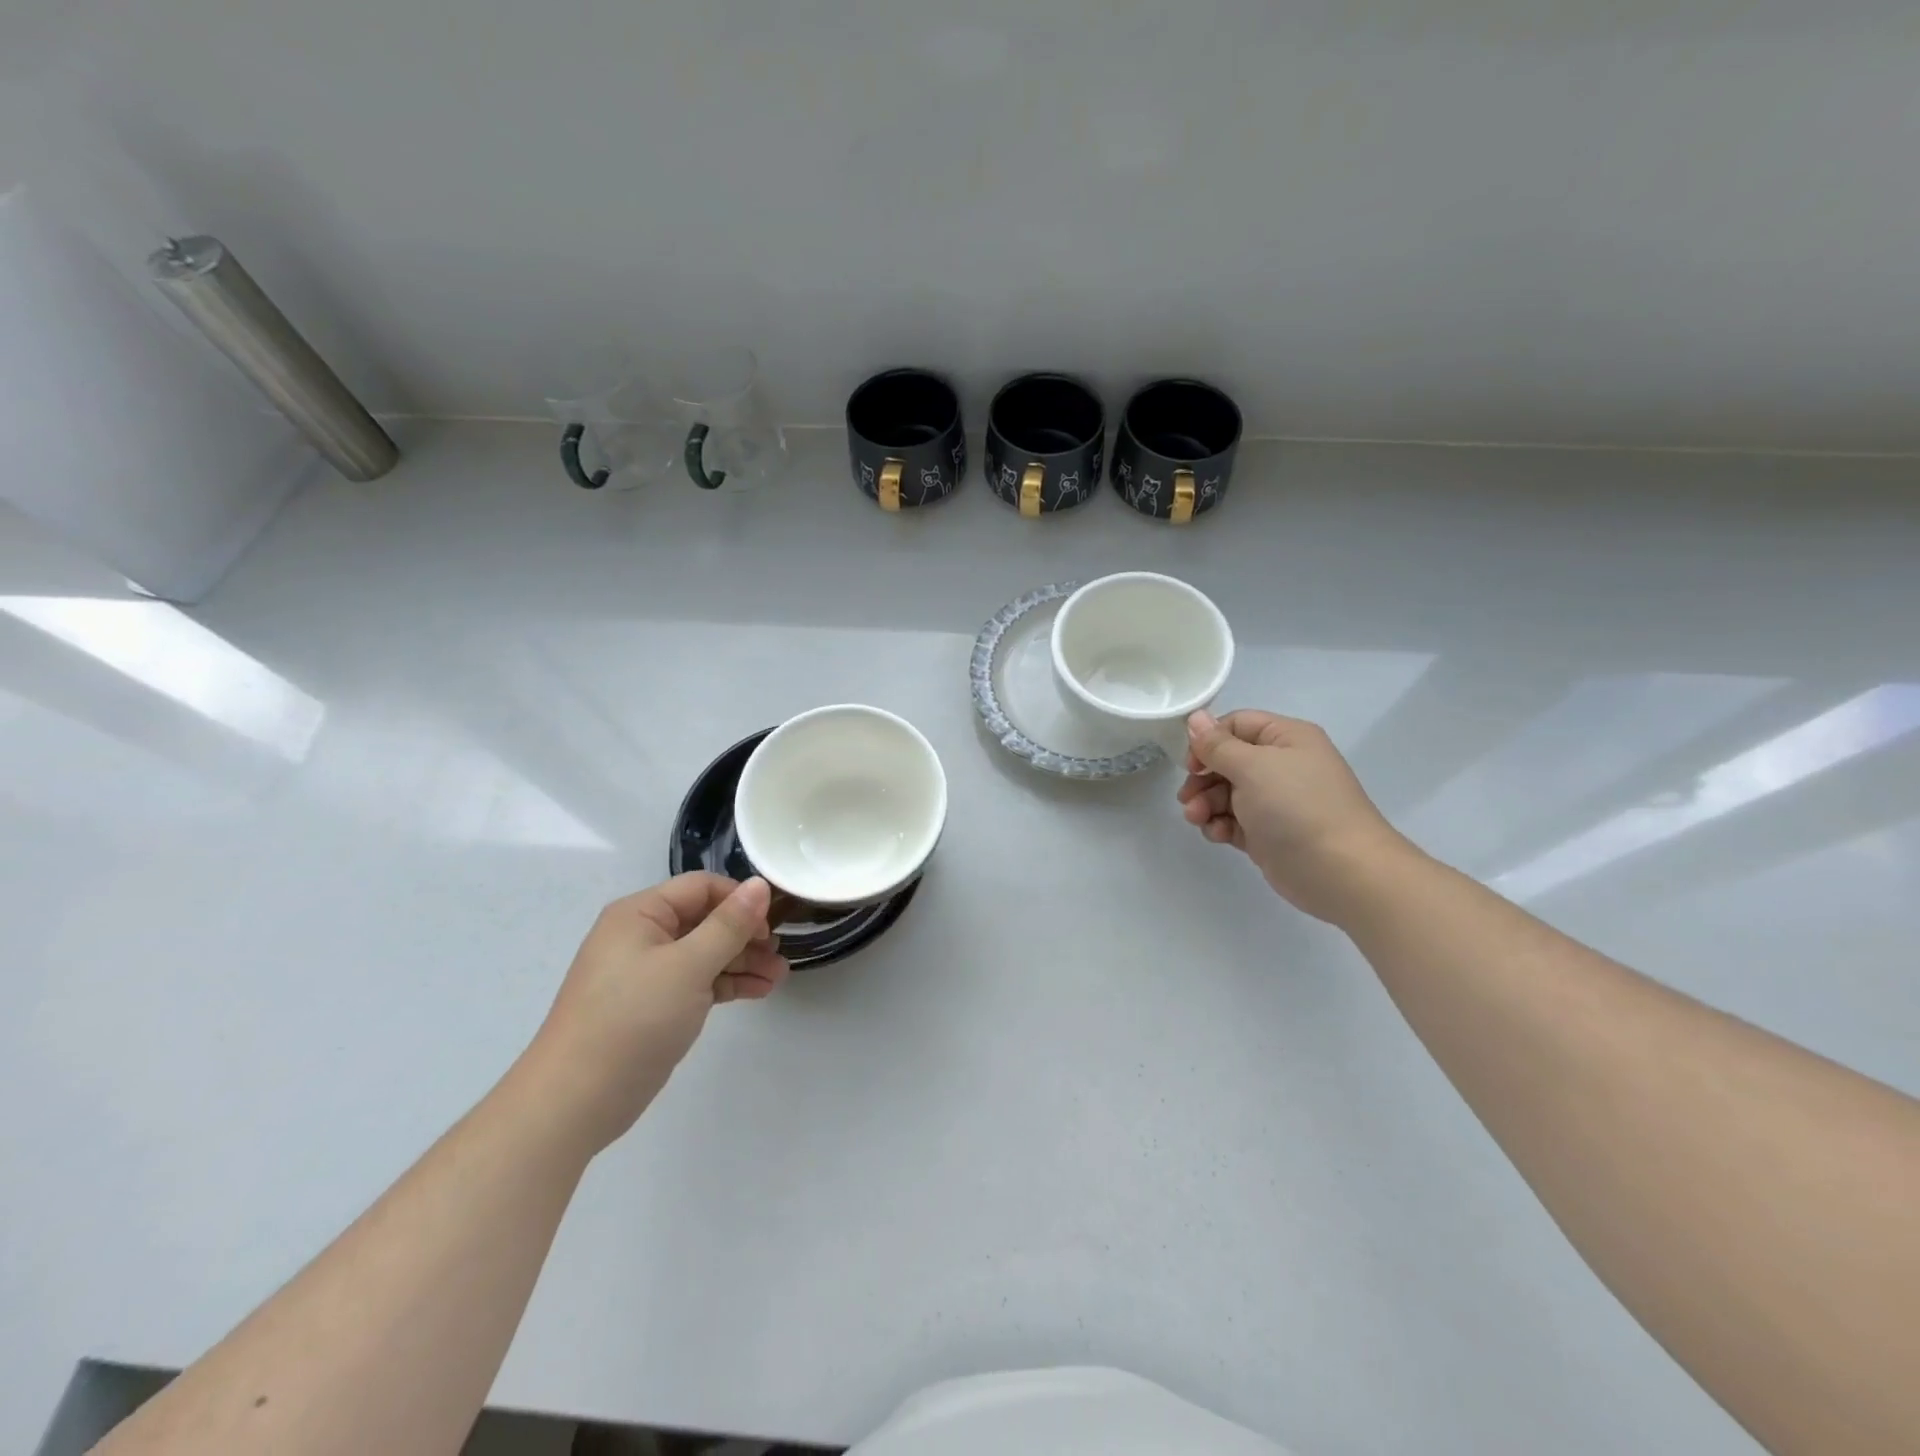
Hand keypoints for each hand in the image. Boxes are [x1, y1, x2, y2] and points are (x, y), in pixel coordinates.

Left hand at [515, 874, 788, 1157]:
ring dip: (743, 962)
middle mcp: (642, 936)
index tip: (772, 924)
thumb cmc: (632, 1020)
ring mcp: (647, 973)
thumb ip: (728, 925)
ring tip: (779, 977)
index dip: (739, 900)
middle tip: (780, 955)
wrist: (575, 1102)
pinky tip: (759, 991)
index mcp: (640, 914)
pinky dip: (727, 984)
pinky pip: (698, 981)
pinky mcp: (654, 1006)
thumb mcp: (688, 966)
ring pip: (705, 953)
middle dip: (746, 935)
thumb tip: (761, 884)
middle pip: (706, 920)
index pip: (701, 888)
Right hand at [1177, 709, 1413, 924]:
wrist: (1340, 871)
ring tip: (1197, 819)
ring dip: (1205, 804)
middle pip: (1227, 761)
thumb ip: (1217, 745)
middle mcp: (1282, 765)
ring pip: (1226, 793)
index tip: (1190, 763)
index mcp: (1286, 738)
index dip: (1209, 740)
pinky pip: (1234, 821)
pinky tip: (1217, 835)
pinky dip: (1220, 825)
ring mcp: (1276, 801)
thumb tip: (1195, 717)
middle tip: (1187, 797)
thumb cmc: (1296, 806)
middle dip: (1203, 778)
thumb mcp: (1252, 766)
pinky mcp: (1268, 833)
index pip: (1236, 725)